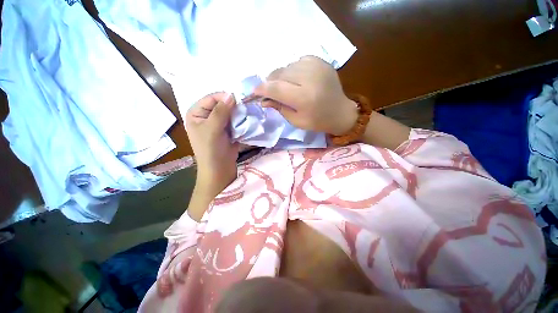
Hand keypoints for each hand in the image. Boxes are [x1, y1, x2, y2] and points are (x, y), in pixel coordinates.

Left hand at [185, 92, 238, 196]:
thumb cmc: (211, 150)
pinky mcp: (228, 130)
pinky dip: (241, 121)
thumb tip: (231, 95)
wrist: (219, 169)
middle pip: (222, 104)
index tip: (239, 100)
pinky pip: (235, 121)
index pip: (211, 98)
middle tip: (245, 109)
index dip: (224, 98)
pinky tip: (247, 122)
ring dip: (239, 114)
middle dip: (233, 106)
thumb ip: (220, 111)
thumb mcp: (212, 129)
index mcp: (196, 113)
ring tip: (247, 116)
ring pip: (230, 112)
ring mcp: (218, 123)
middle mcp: (207, 116)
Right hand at [247, 56, 357, 135]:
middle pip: (279, 74)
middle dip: (270, 82)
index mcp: (304, 98)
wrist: (340, 112)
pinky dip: (292, 70)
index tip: (255, 92)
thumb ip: (279, 108)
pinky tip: (297, 80)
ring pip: (287, 66)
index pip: (276, 88)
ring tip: (284, 87)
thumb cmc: (317, 121)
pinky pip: (297, 62)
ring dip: (281, 76)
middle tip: (270, 91)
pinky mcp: (320, 61)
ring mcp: (316, 66)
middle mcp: (309, 78)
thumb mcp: (296, 121)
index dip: (262, 89)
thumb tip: (264, 99)